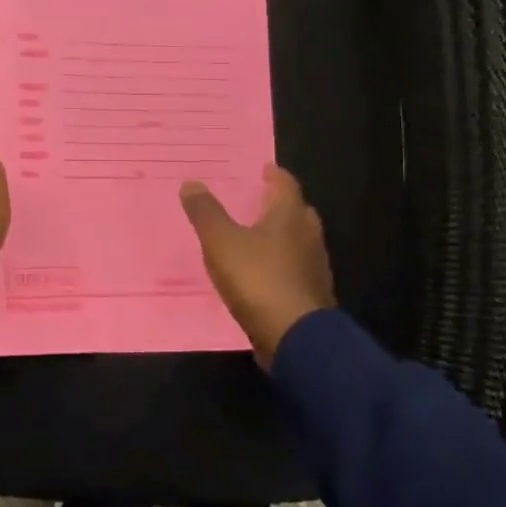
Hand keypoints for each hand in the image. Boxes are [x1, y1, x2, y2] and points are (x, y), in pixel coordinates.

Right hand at [179, 165, 335, 368]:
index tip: (263, 169)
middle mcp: (309, 236)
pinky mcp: (312, 295)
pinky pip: (295, 269)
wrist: (295, 337)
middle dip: (279, 205)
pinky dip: (281, 264)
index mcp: (290, 216)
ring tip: (256, 236)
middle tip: (257, 200)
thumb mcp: (221, 242)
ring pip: (298, 241)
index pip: (286, 185)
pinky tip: (262, 272)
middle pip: (296, 212)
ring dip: (281, 236)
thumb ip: (205, 212)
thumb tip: (191, 183)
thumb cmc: (258, 279)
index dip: (274, 175)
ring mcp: (314, 267)